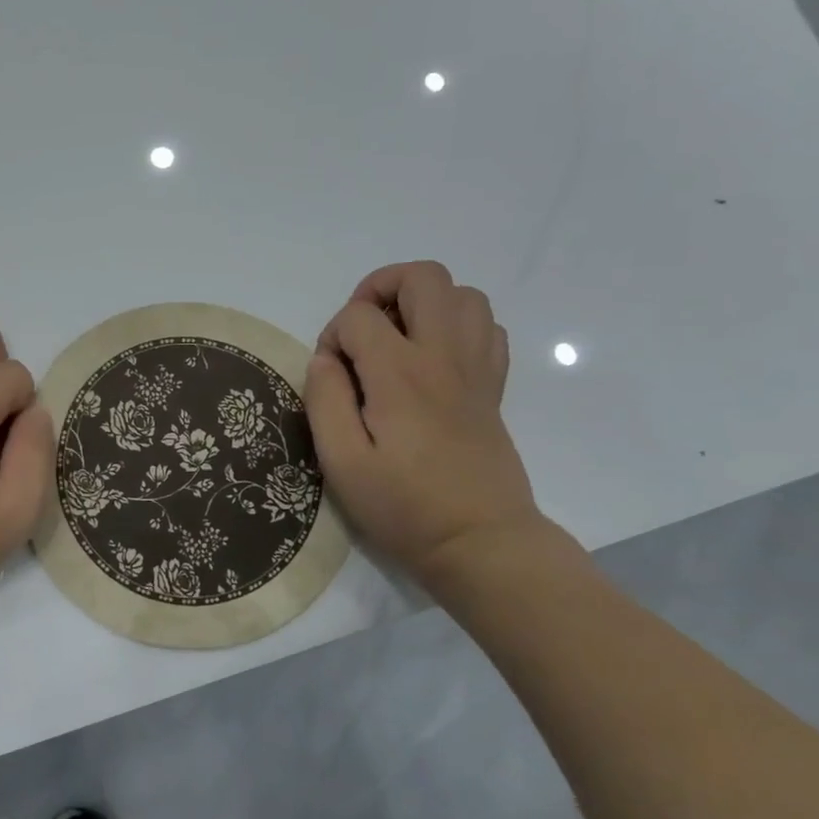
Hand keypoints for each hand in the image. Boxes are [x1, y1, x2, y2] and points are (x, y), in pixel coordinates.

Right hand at [304, 262, 542, 587]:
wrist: (480, 542)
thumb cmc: (403, 506)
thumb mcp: (341, 462)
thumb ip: (324, 400)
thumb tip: (325, 359)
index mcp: (400, 373)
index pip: (359, 316)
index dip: (333, 335)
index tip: (330, 376)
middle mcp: (444, 356)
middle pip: (424, 276)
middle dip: (381, 287)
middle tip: (362, 330)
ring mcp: (477, 368)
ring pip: (463, 293)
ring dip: (423, 302)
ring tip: (397, 338)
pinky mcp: (494, 386)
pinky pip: (486, 326)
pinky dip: (456, 325)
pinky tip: (432, 359)